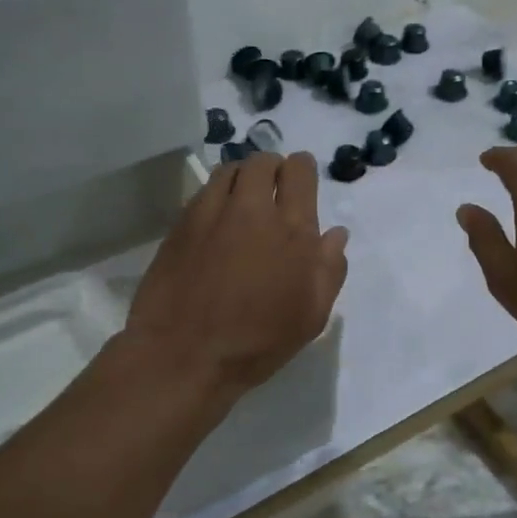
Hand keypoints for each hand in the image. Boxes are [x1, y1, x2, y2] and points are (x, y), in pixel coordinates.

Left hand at [124, 152, 347, 396]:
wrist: (183, 355)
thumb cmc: (256, 342)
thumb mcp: (311, 317)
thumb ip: (329, 270)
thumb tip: (335, 234)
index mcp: (293, 230)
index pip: (300, 172)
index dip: (302, 170)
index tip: (301, 182)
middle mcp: (252, 210)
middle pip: (262, 162)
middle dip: (272, 168)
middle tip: (273, 190)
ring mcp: (212, 213)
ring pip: (230, 170)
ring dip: (242, 176)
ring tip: (243, 199)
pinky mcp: (181, 224)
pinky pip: (204, 191)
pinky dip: (216, 194)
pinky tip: (216, 220)